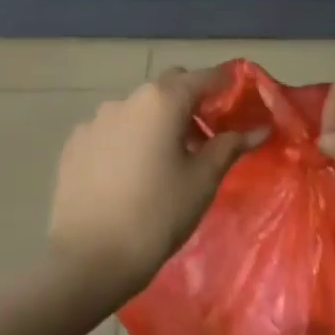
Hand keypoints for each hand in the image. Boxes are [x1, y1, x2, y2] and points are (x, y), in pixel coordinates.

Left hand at [48, 66, 264, 294]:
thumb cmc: (158, 214)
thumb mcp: (203, 180)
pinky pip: (110, 130)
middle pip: (167, 87)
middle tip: (204, 137)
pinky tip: (130, 174)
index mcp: (162, 101)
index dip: (225, 85)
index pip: (203, 77)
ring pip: (137, 109)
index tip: (239, 100)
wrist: (90, 257)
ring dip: (156, 122)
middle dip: (189, 102)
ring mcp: (95, 120)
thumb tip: (259, 128)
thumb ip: (230, 146)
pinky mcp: (74, 144)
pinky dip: (127, 139)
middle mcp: (126, 100)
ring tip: (165, 160)